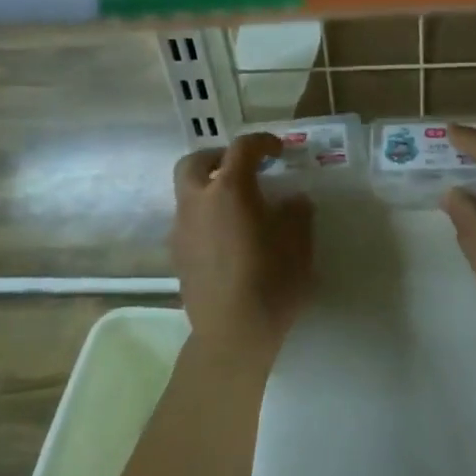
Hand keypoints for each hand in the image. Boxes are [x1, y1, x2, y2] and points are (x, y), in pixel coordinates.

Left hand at [171, 133, 314, 363]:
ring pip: (187, 193)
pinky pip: (188, 222)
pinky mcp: (177, 256)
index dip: (262, 142)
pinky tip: (226, 239)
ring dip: (208, 189)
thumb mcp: (298, 242)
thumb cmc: (272, 280)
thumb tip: (291, 200)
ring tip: (236, 208)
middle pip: (195, 162)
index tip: (278, 151)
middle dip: (218, 158)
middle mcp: (197, 202)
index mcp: (230, 190)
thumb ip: (295, 212)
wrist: (233, 333)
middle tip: (242, 168)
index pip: (242, 148)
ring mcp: (182, 229)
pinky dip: (205, 217)